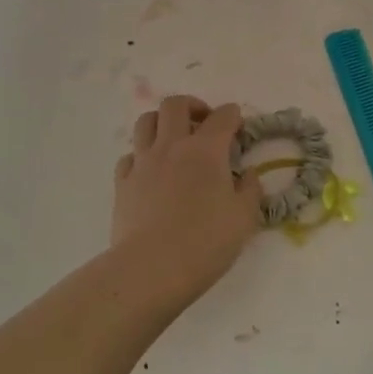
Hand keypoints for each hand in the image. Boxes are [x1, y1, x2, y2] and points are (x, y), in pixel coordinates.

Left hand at [111, 96, 261, 308]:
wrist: (151, 269)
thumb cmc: (205, 243)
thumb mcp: (244, 219)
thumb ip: (250, 191)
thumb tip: (248, 175)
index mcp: (206, 150)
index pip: (223, 116)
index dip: (234, 116)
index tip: (238, 128)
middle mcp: (172, 146)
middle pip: (175, 104)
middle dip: (192, 106)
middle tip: (203, 123)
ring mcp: (143, 162)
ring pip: (146, 121)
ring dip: (162, 122)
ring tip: (173, 139)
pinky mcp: (122, 182)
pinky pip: (130, 155)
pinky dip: (141, 155)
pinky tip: (151, 171)